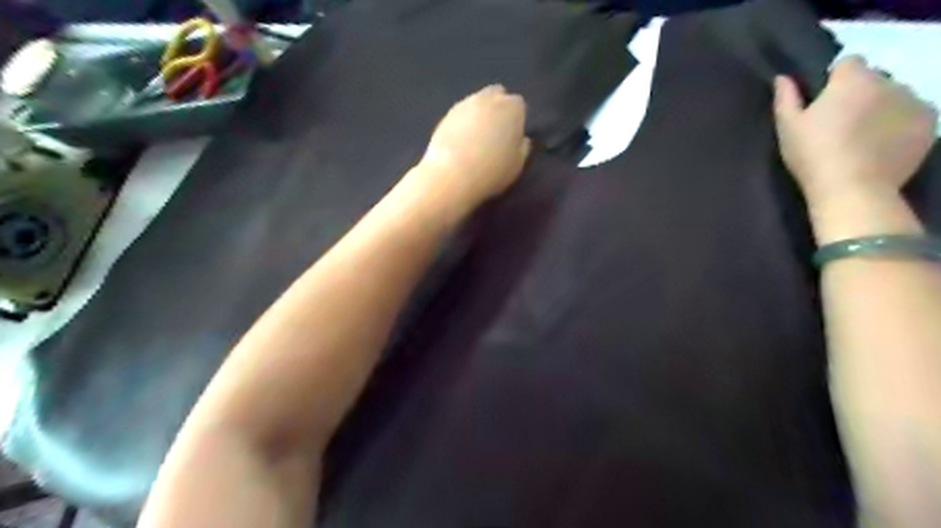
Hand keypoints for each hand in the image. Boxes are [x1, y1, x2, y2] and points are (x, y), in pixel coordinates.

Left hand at [416, 85, 528, 208]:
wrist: (452, 175)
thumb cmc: (492, 170)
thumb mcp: (518, 165)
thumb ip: (523, 148)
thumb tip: (522, 140)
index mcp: (512, 107)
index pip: (519, 105)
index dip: (517, 121)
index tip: (513, 137)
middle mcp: (489, 98)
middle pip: (497, 95)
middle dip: (498, 109)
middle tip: (496, 134)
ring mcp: (464, 104)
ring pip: (476, 103)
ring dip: (479, 115)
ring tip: (476, 139)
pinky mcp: (445, 115)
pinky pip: (460, 115)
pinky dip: (463, 123)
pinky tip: (461, 142)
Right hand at [775, 55, 935, 208]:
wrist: (852, 188)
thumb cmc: (812, 154)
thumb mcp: (788, 128)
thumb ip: (786, 99)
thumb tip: (782, 78)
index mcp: (852, 79)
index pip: (847, 62)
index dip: (834, 80)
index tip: (823, 103)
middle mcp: (888, 81)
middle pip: (873, 80)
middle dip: (860, 94)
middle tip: (841, 124)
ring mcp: (913, 101)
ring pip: (895, 97)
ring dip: (881, 108)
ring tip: (863, 138)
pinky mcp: (929, 123)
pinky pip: (913, 115)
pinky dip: (900, 125)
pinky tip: (882, 146)